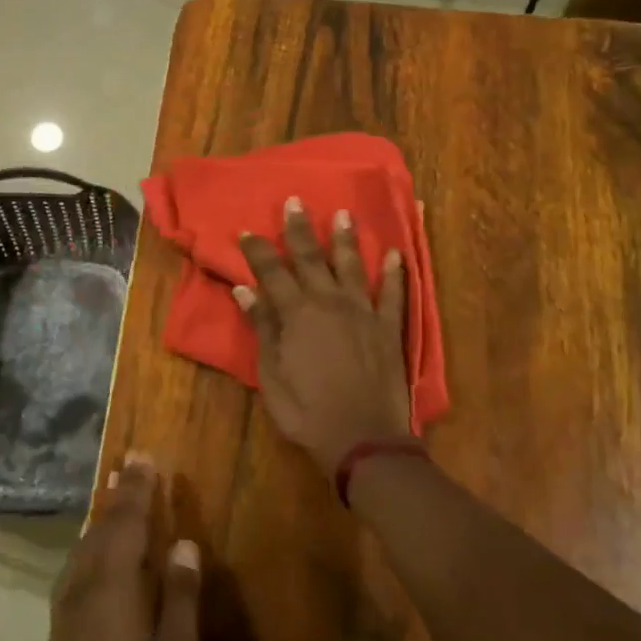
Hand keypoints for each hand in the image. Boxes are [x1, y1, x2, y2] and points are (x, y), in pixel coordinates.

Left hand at [37, 456, 200, 640]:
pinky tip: (95, 544)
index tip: (144, 457)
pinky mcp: (59, 624)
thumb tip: (185, 544)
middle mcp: (84, 584)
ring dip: (103, 513)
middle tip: (130, 462)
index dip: (137, 489)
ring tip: (113, 489)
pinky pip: (77, 562)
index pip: (128, 522)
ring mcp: (66, 604)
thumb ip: (180, 598)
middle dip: (119, 493)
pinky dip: (91, 540)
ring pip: (86, 543)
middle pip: (104, 526)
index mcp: (115, 587)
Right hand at [236, 197, 412, 477]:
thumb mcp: (271, 374)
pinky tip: (396, 254)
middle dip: (300, 230)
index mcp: (297, 314)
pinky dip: (396, 273)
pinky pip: (395, 294)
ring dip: (347, 240)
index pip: (272, 272)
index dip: (258, 250)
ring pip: (353, 267)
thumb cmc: (306, 411)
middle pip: (311, 259)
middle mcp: (330, 303)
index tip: (246, 231)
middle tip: (295, 202)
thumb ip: (262, 328)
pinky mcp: (389, 329)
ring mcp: (364, 313)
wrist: (362, 439)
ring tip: (344, 214)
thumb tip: (244, 290)